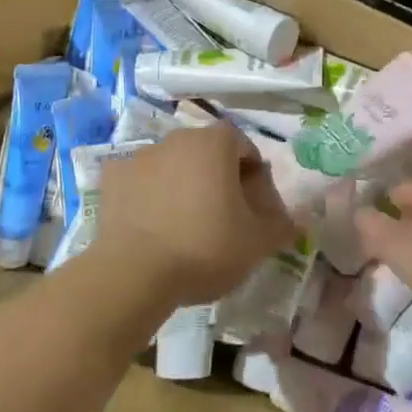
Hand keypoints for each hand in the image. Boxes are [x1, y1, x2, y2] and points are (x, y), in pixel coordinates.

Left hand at [95, 124, 295, 308]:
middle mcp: (177, 138)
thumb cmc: (205, 248)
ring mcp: (140, 155)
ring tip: (183, 223)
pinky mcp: (112, 178)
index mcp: (215, 143)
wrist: (134, 272)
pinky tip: (151, 224)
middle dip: (216, 176)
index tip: (252, 204)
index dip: (252, 173)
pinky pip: (139, 180)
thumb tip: (299, 219)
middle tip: (221, 215)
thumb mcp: (257, 243)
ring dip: (181, 183)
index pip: (242, 145)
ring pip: (172, 164)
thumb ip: (282, 226)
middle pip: (206, 151)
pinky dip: (147, 194)